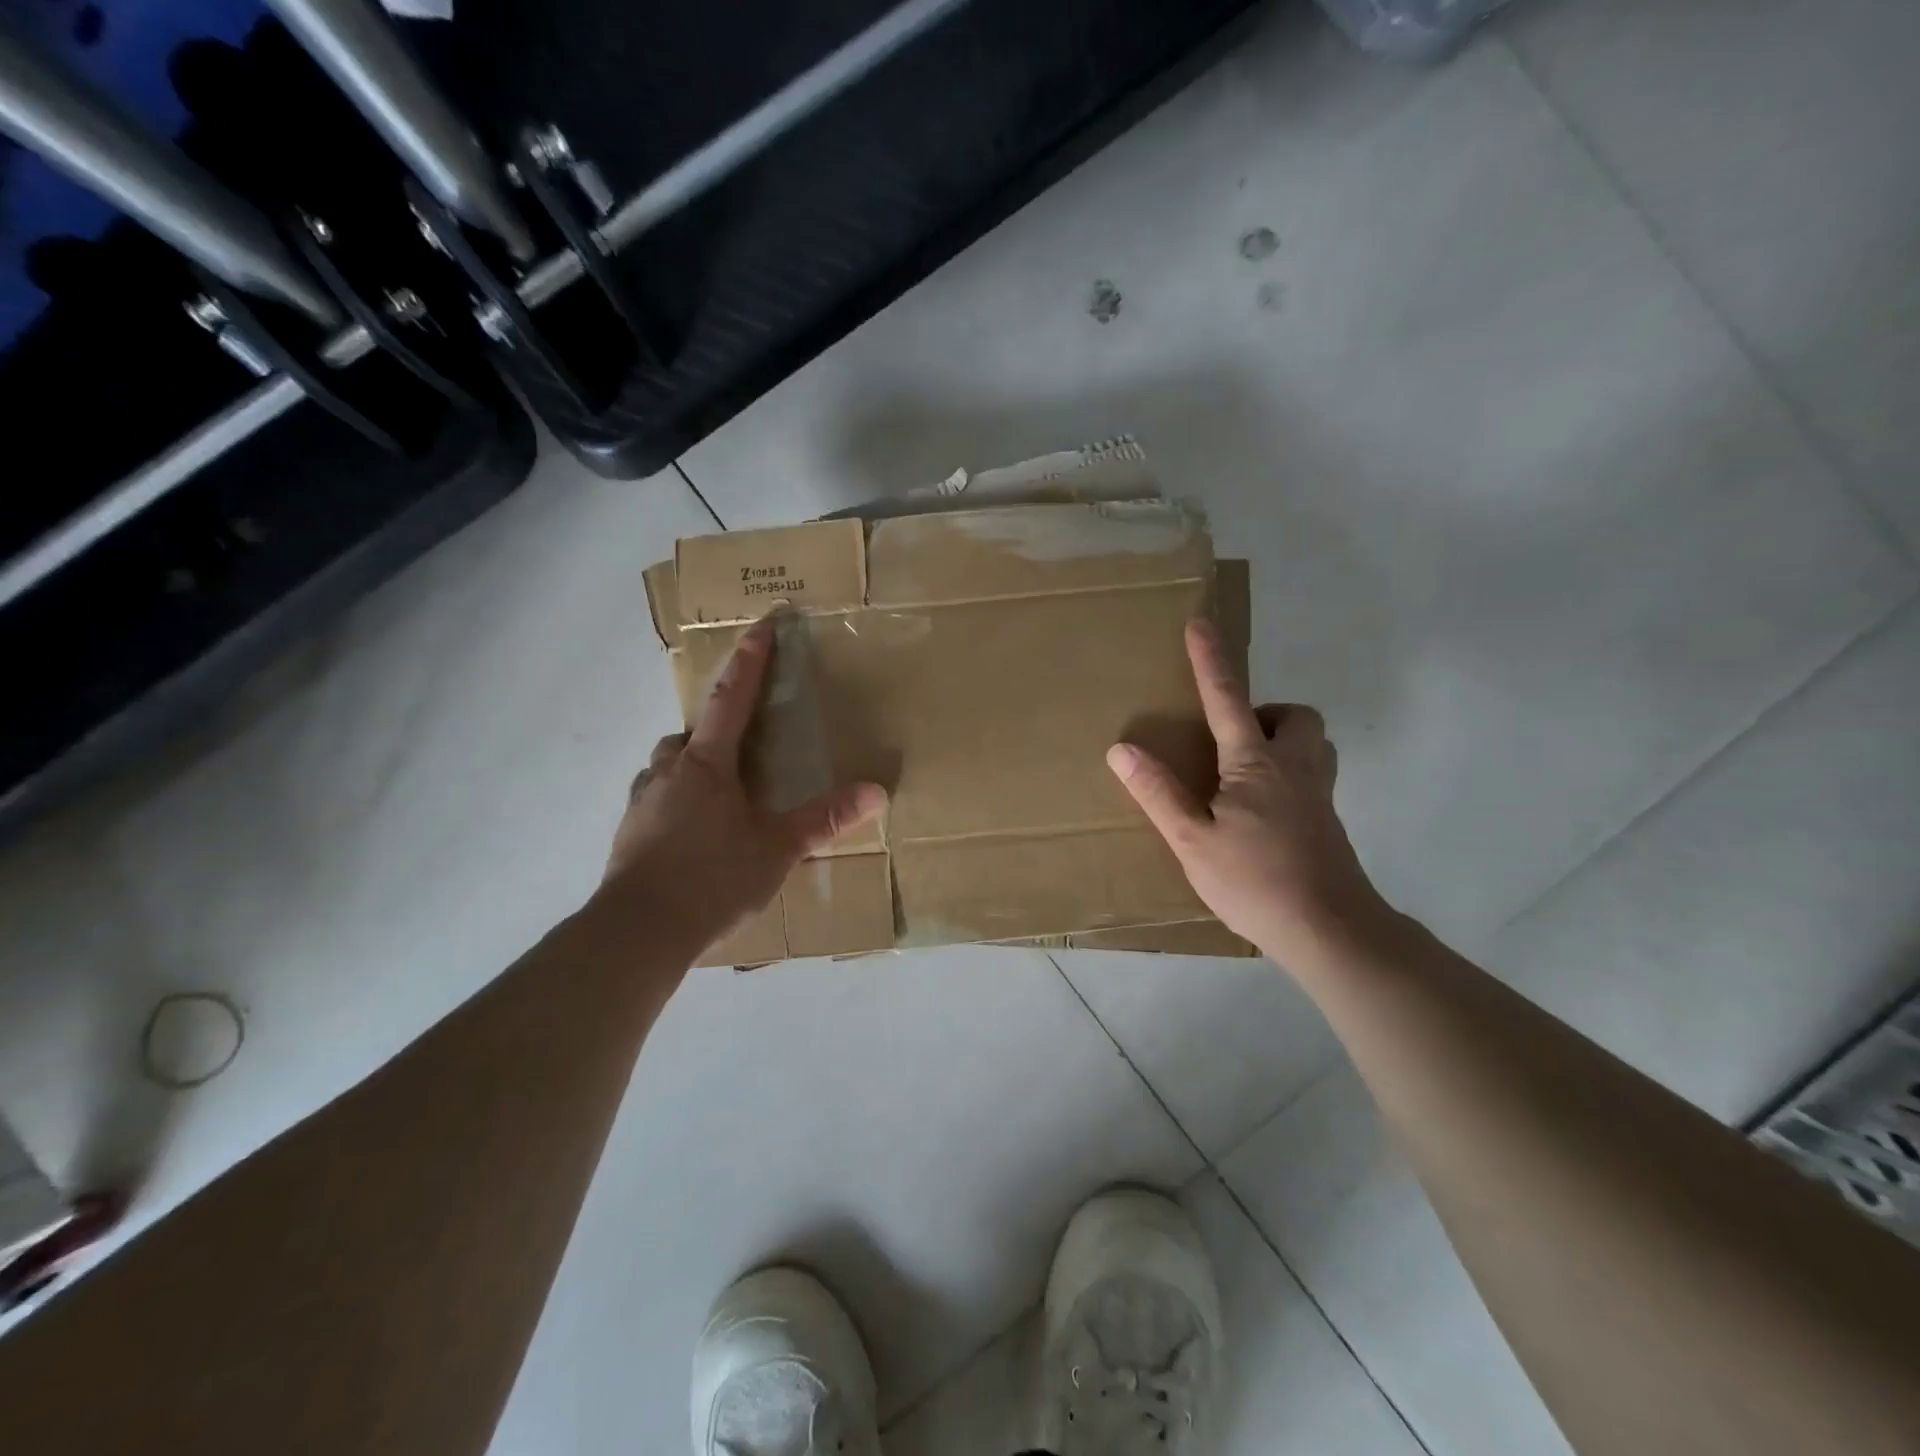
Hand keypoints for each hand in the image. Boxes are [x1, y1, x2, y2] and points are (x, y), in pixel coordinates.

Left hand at [600, 618, 887, 951]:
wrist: (639, 930)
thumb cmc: (712, 877)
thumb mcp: (778, 848)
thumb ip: (826, 819)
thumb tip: (877, 792)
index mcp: (706, 764)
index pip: (730, 699)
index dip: (748, 662)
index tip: (759, 627)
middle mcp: (668, 772)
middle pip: (690, 734)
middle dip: (712, 730)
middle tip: (739, 747)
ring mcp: (641, 803)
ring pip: (666, 767)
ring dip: (689, 767)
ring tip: (717, 794)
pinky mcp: (627, 835)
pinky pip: (655, 802)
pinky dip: (674, 804)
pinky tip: (691, 835)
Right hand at [1106, 620, 1387, 962]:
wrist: (1330, 930)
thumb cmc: (1255, 882)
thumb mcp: (1192, 840)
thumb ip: (1158, 792)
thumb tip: (1122, 748)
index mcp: (1255, 764)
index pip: (1228, 698)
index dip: (1210, 659)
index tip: (1200, 622)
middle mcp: (1294, 767)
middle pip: (1295, 715)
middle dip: (1266, 711)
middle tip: (1232, 737)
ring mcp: (1318, 794)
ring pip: (1314, 742)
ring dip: (1284, 738)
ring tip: (1247, 768)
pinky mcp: (1329, 821)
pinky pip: (1314, 773)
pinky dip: (1291, 771)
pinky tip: (1264, 809)